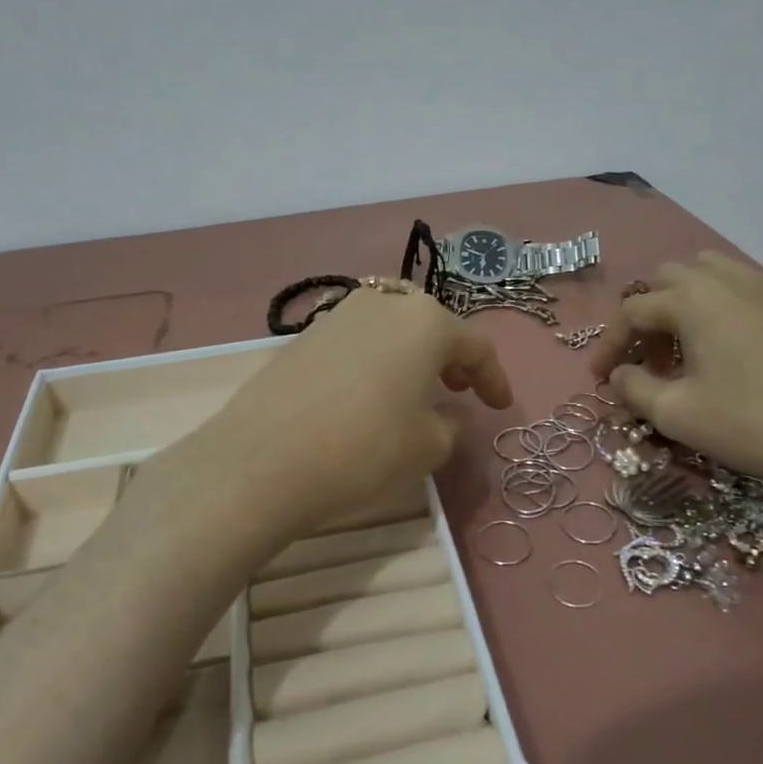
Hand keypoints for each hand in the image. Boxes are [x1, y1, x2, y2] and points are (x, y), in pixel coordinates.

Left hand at [179, 285, 514, 544]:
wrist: (261, 459)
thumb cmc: (363, 449)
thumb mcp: (426, 447)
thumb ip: (449, 424)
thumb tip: (447, 413)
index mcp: (424, 321)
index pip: (475, 345)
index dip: (493, 378)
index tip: (501, 406)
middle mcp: (383, 304)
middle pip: (429, 324)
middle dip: (450, 355)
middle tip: (458, 388)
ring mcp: (338, 315)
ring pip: (390, 327)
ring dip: (410, 354)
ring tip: (414, 390)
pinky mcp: (303, 336)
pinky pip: (357, 340)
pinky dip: (375, 359)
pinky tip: (368, 393)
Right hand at [588, 252, 762, 520]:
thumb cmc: (756, 426)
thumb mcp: (678, 415)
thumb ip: (635, 389)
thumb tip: (620, 375)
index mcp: (693, 299)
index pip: (633, 311)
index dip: (609, 344)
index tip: (600, 379)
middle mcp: (729, 281)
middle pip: (669, 280)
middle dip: (648, 316)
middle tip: (649, 361)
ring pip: (710, 276)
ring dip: (685, 305)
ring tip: (688, 350)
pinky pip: (745, 291)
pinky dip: (721, 309)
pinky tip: (732, 354)